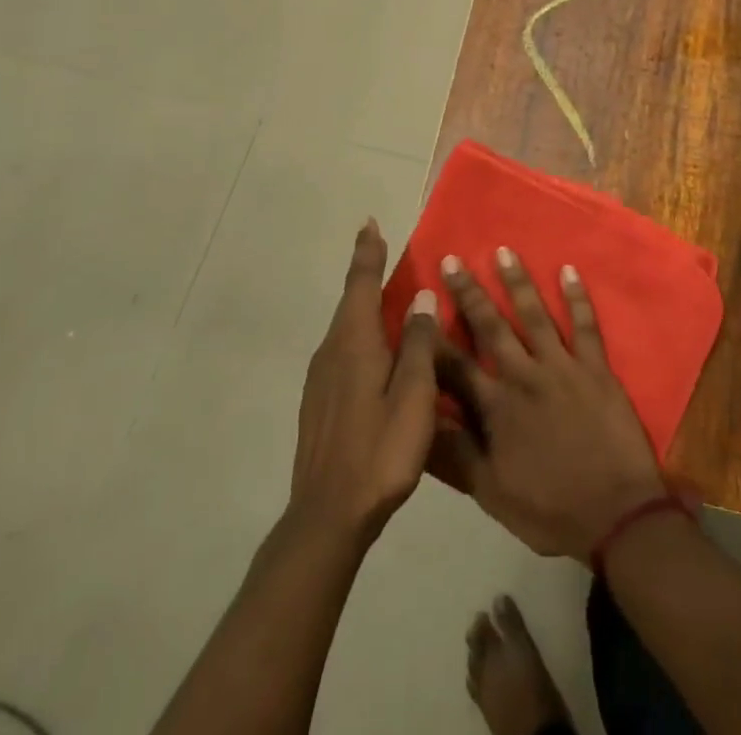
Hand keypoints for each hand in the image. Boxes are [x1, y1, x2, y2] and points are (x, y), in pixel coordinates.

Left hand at [288, 219, 439, 545]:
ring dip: (365, 307)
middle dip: (366, 275)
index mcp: (354, 343)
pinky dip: (362, 336)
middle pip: (351, 302)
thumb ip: (418, 343)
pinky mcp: (319, 402)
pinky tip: (378, 355)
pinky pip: (344, 352)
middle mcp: (332, 352)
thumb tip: (420, 297)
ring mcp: (321, 379)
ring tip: (388, 300)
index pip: (361, 284)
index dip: (367, 253)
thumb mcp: (413, 396)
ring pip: (347, 329)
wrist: (327, 516)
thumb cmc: (379, 451)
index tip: (369, 224)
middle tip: (384, 254)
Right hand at [434, 249, 666, 559]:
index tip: (418, 306)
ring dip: (517, 282)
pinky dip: (577, 297)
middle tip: (452, 260)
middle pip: (491, 327)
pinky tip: (568, 270)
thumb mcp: (492, 494)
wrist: (615, 516)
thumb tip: (424, 419)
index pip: (455, 365)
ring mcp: (563, 367)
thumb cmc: (550, 510)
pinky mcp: (596, 368)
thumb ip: (458, 454)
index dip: (434, 336)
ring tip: (503, 251)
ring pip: (534, 315)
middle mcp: (524, 376)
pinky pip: (586, 325)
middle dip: (469, 293)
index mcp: (496, 408)